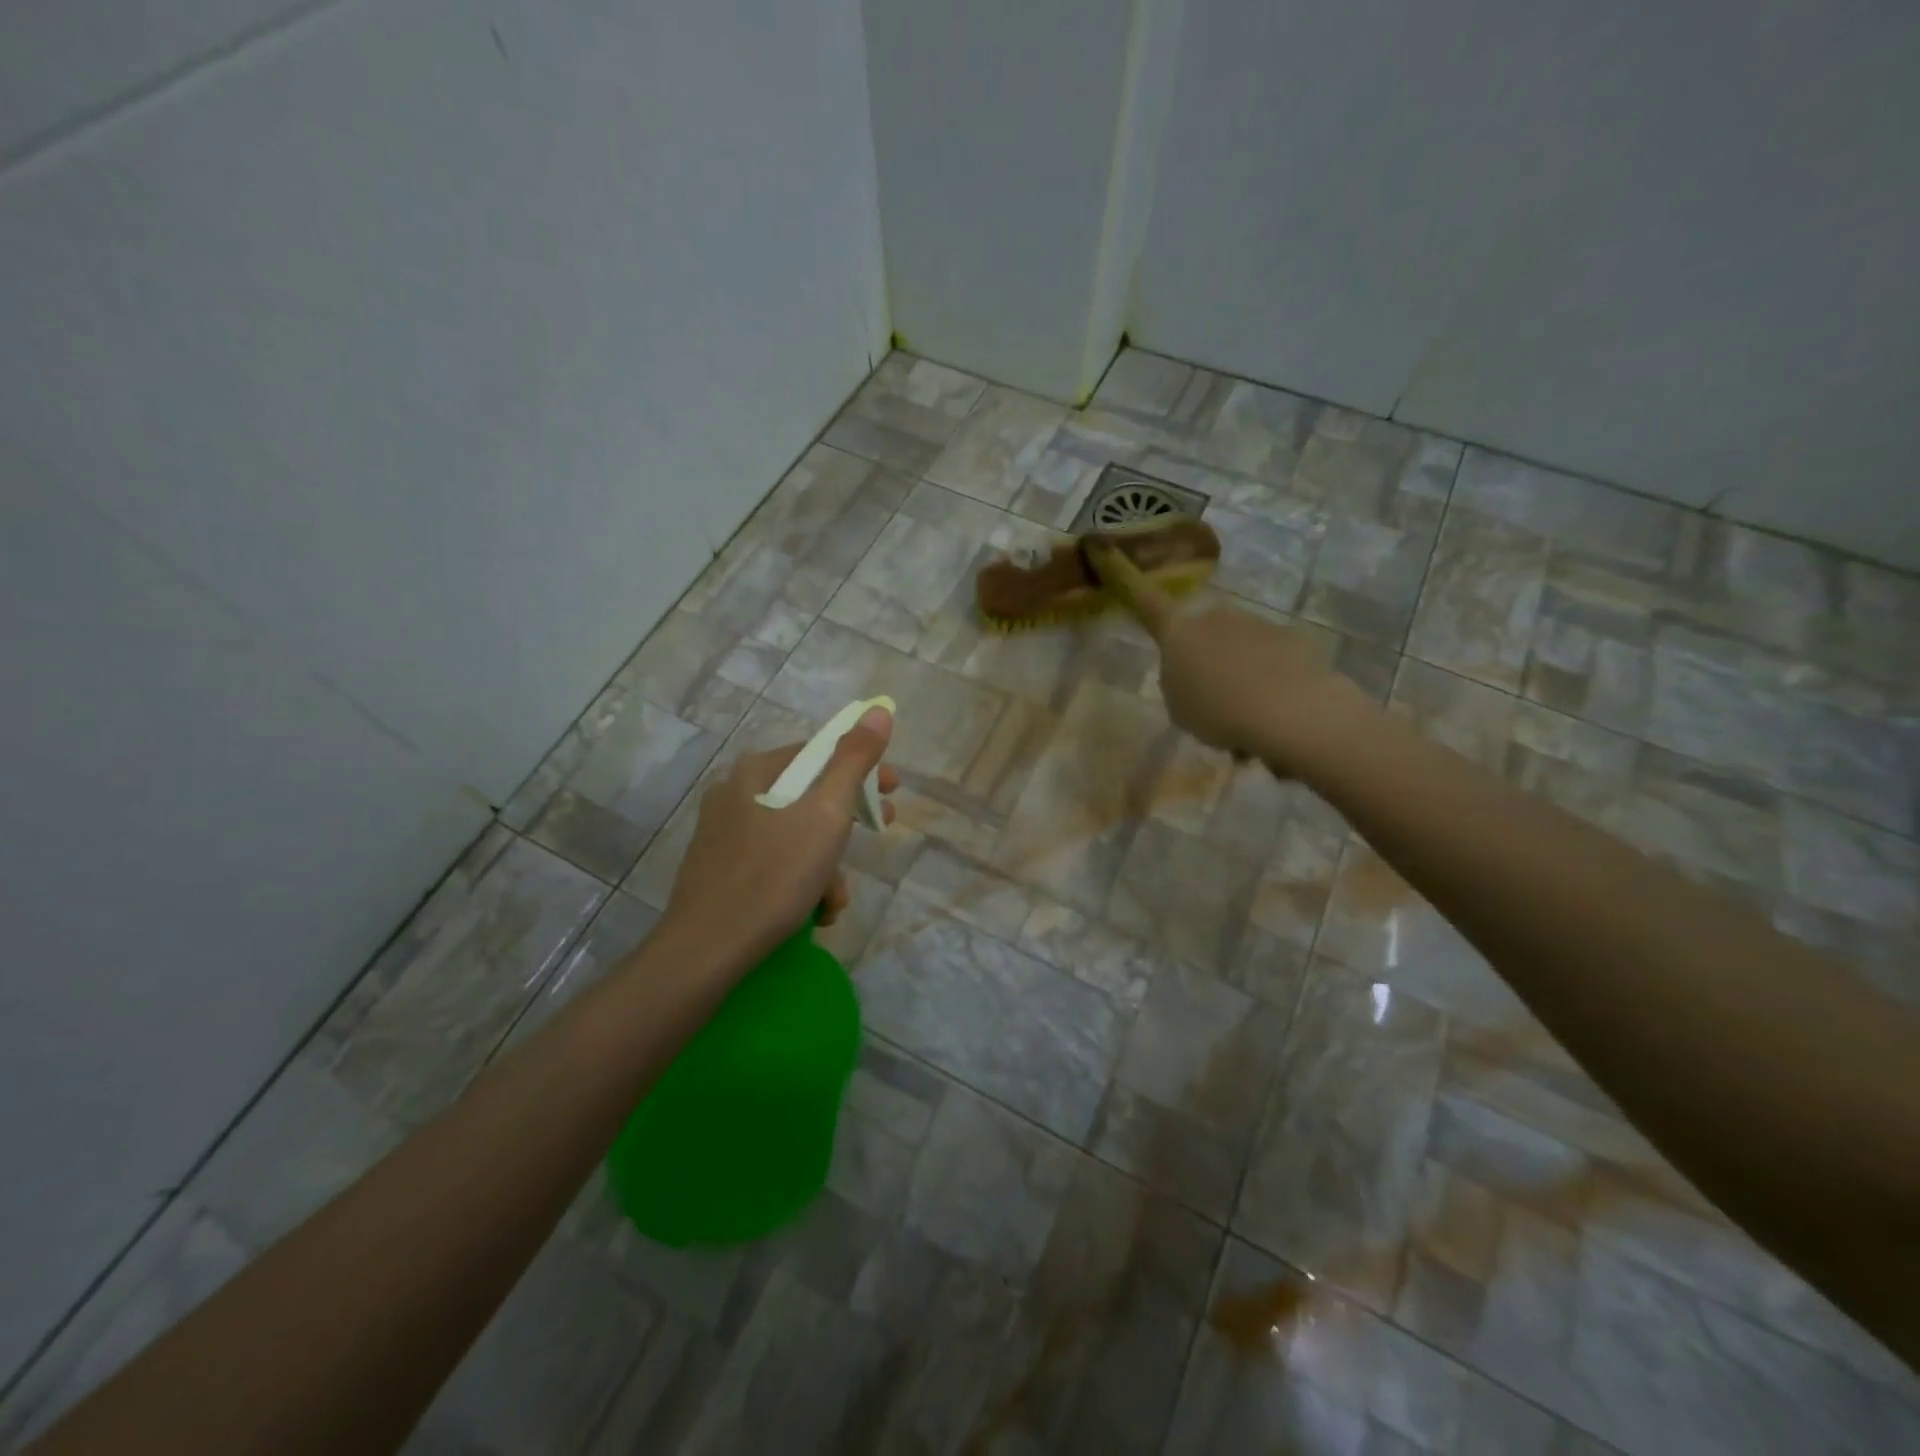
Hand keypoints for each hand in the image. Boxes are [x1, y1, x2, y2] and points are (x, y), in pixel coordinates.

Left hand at [662, 707, 898, 967]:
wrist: (707, 951)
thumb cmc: (774, 875)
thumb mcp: (826, 815)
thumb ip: (853, 761)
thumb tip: (877, 710)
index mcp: (755, 773)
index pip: (819, 753)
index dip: (861, 769)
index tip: (892, 791)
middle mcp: (735, 795)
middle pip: (808, 796)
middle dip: (848, 821)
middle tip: (879, 831)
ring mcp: (724, 835)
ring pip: (794, 835)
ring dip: (826, 864)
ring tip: (835, 900)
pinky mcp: (720, 871)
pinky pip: (774, 863)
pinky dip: (800, 882)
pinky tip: (812, 913)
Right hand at [1088, 542, 1372, 770]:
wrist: (1289, 712)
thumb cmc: (1217, 711)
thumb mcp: (1178, 705)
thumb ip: (1178, 682)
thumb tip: (1194, 672)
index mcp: (1178, 632)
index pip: (1144, 601)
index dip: (1123, 576)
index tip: (1103, 545)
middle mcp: (1216, 617)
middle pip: (1202, 633)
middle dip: (1205, 658)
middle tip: (1210, 701)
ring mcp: (1258, 625)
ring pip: (1240, 651)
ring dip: (1240, 679)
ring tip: (1246, 723)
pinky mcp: (1294, 641)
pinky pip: (1273, 664)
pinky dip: (1271, 687)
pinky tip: (1276, 717)